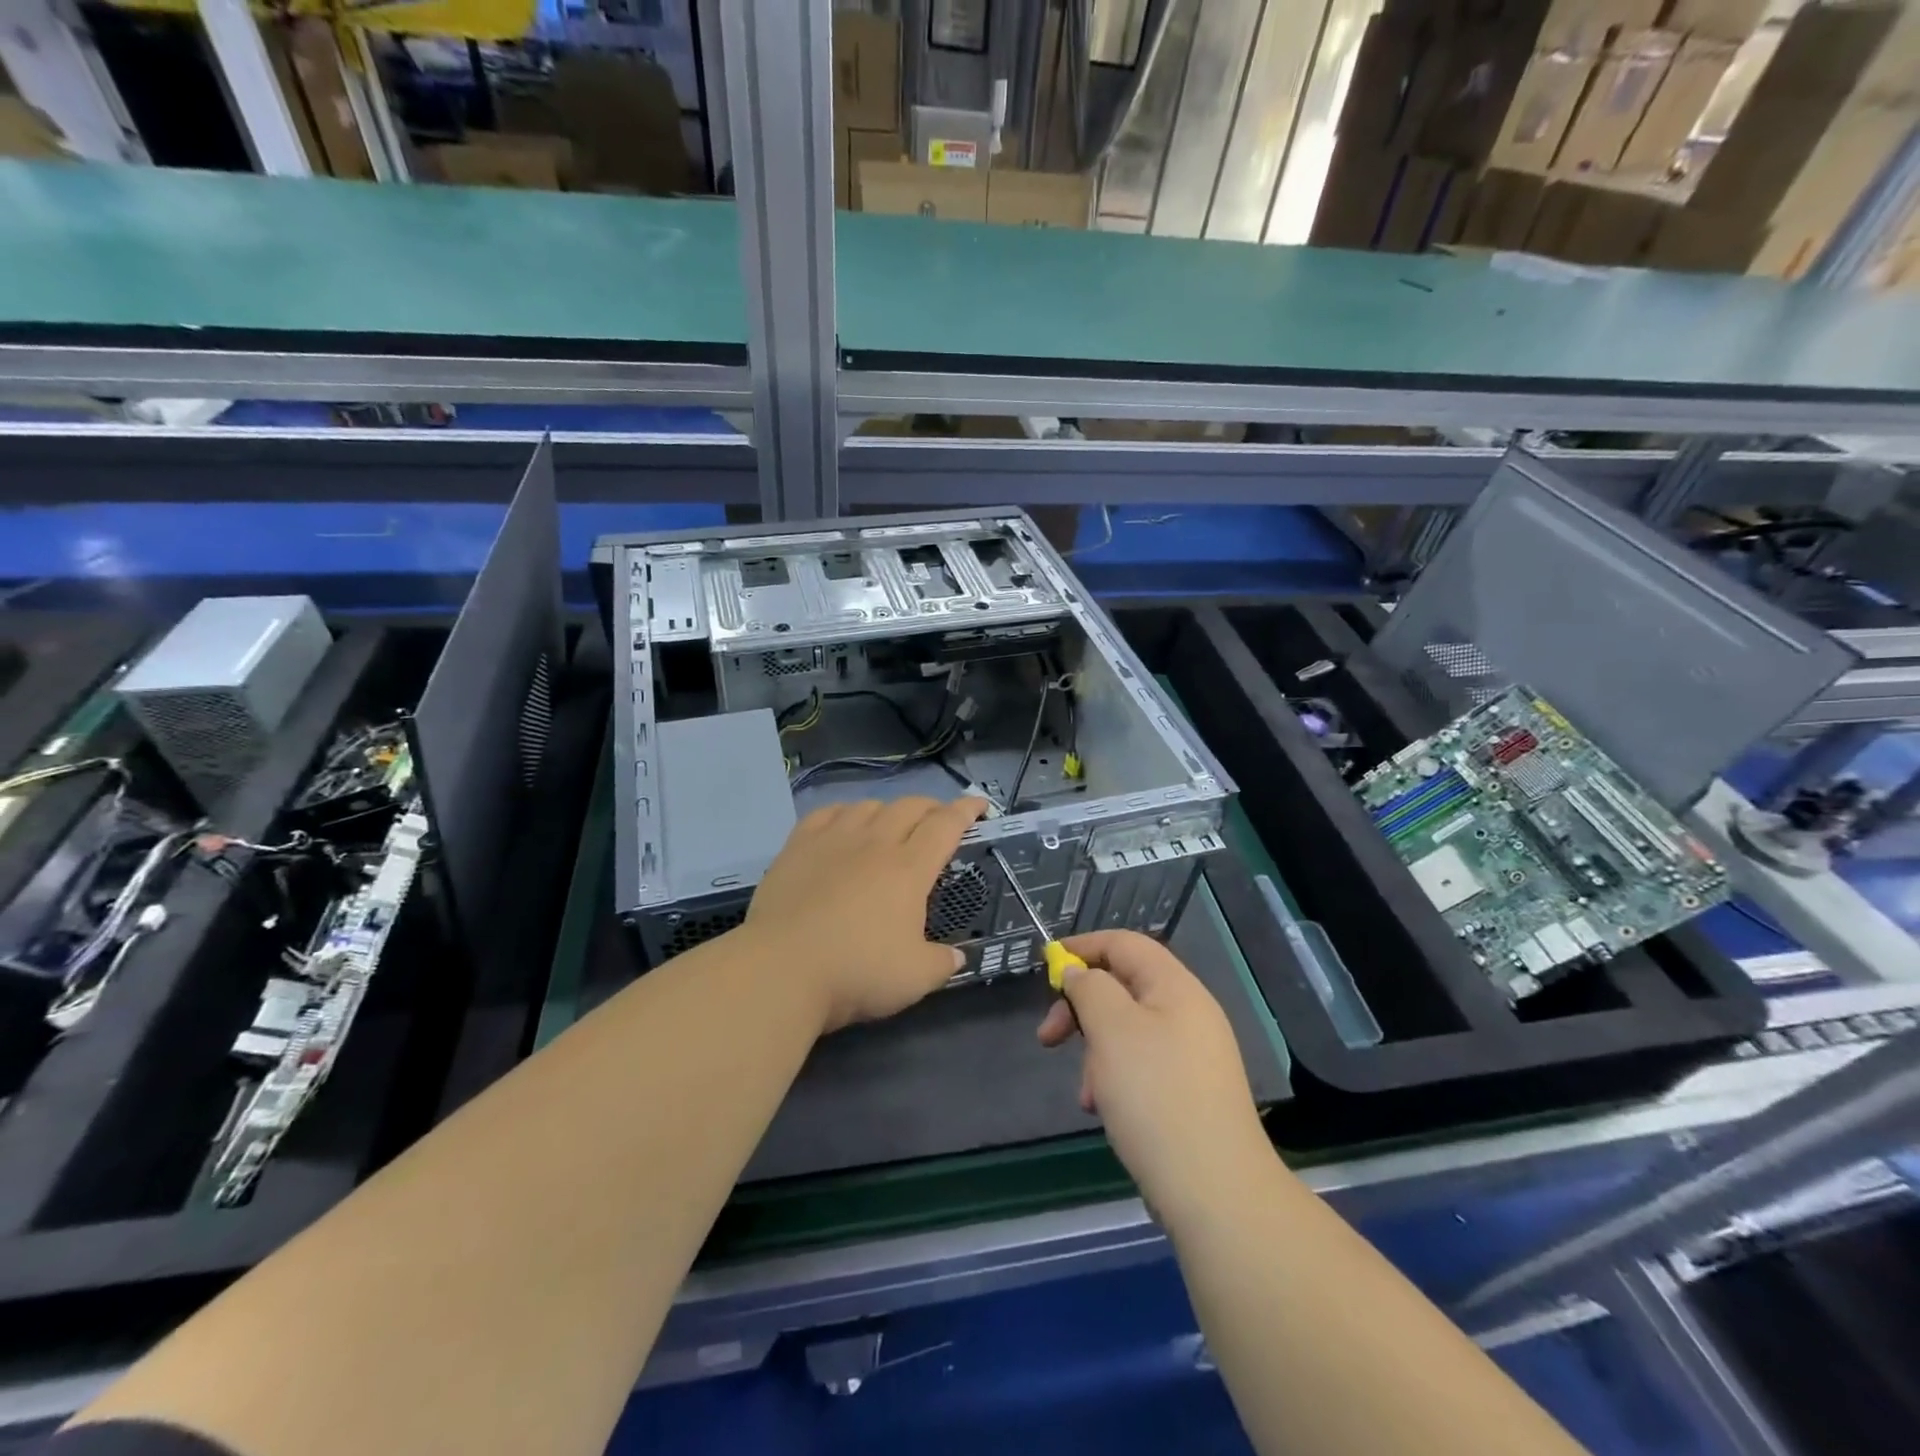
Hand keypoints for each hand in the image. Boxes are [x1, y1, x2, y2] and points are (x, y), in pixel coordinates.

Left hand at [745, 796, 987, 1032]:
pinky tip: (844, 823)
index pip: (946, 826)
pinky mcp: (797, 846)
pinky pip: (826, 813)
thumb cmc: (856, 972)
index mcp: (909, 869)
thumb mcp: (914, 978)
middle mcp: (875, 843)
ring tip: (891, 824)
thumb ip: (941, 963)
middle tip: (939, 819)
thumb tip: (956, 956)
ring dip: (888, 809)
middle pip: (909, 807)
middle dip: (931, 807)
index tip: (980, 804)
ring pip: (868, 805)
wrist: (782, 969)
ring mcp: (833, 840)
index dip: (966, 811)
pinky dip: (844, 812)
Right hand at [1037, 930, 1271, 1224]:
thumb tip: (1079, 973)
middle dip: (1081, 1008)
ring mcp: (1192, 1056)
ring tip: (1086, 1092)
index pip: (1125, 944)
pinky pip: (1141, 1066)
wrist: (1215, 1192)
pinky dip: (1114, 1078)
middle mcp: (1188, 1014)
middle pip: (1123, 987)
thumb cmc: (1155, 1096)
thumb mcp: (1111, 1029)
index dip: (1083, 947)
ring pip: (1127, 1031)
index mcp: (1176, 988)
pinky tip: (1103, 1109)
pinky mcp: (1189, 1093)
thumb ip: (1089, 989)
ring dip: (1095, 1051)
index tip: (1045, 967)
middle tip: (1048, 1037)